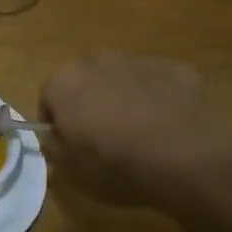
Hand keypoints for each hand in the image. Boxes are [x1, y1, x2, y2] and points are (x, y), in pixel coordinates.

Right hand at [39, 55, 231, 204]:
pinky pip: (158, 84)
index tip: (68, 145)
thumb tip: (53, 137)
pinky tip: (168, 126)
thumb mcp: (71, 169)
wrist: (182, 156)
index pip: (49, 99)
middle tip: (102, 138)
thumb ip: (53, 147)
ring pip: (124, 80)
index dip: (57, 123)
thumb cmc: (114, 163)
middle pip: (86, 82)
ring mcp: (140, 62)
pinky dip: (159, 99)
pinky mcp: (175, 69)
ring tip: (140, 134)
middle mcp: (99, 61)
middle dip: (90, 104)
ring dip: (125, 98)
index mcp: (65, 82)